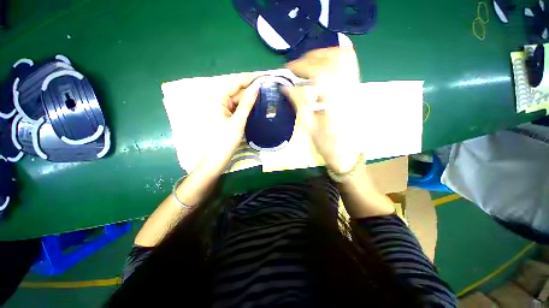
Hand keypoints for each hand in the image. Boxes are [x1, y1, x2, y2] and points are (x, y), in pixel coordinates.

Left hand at [200, 73, 259, 173]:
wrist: (217, 157)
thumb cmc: (226, 141)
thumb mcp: (238, 122)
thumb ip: (247, 104)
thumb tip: (257, 87)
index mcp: (217, 99)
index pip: (235, 82)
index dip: (250, 78)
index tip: (264, 76)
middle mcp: (216, 99)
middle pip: (235, 88)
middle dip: (250, 85)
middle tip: (266, 83)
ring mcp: (220, 106)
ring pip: (236, 96)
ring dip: (248, 94)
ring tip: (263, 91)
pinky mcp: (224, 113)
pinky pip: (235, 104)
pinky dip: (244, 102)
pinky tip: (254, 102)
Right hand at [283, 47, 362, 173]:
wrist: (347, 154)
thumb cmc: (327, 145)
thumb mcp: (309, 127)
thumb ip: (299, 103)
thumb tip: (285, 87)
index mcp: (335, 103)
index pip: (320, 73)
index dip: (302, 67)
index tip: (288, 70)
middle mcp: (348, 91)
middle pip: (334, 59)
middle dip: (311, 58)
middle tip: (297, 67)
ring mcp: (355, 88)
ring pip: (345, 57)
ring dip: (324, 55)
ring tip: (309, 64)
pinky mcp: (356, 89)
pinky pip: (350, 65)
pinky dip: (335, 59)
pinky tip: (323, 67)